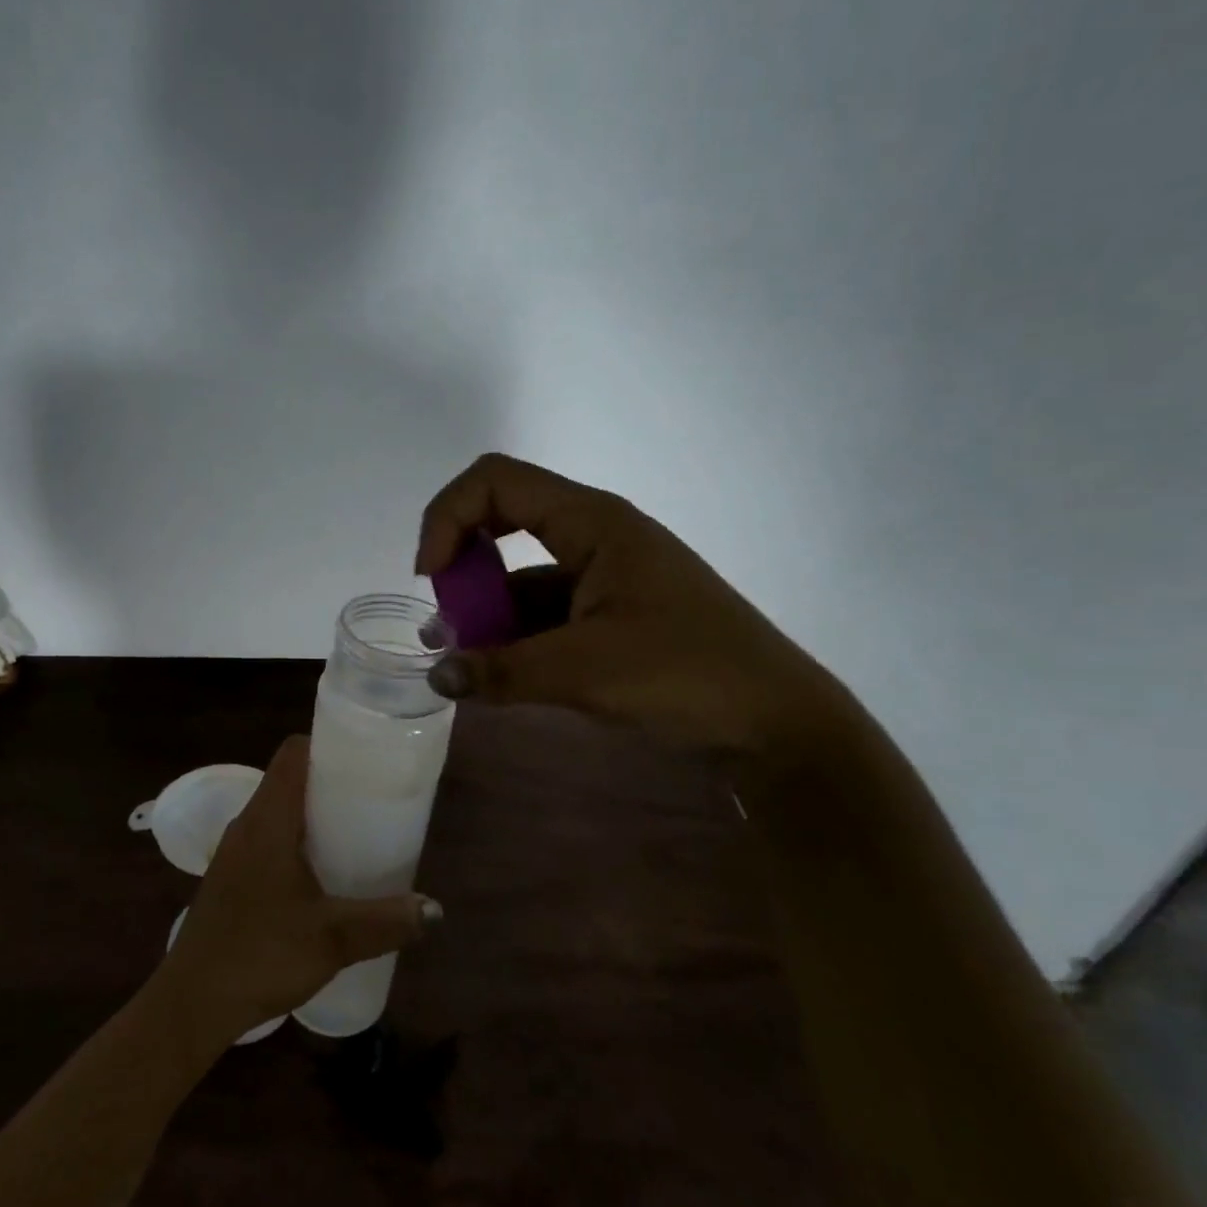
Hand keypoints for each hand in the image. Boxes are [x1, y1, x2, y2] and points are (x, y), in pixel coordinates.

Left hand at [157, 736, 441, 1042]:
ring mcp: (235, 851)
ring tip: (358, 830)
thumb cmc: (260, 955)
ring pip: (279, 810)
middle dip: (332, 780)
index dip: (328, 744)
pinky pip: (269, 837)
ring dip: (315, 812)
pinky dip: (298, 838)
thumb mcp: (332, 938)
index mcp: (267, 820)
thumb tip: (434, 910)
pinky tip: (324, 872)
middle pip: (289, 778)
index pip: (293, 753)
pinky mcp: (232, 877)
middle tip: (375, 797)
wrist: (192, 1004)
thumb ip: (386, 921)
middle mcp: (247, 824)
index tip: (366, 757)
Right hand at [415, 454, 850, 760]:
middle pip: (503, 520)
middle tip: (445, 620)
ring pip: (521, 574)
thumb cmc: (686, 675)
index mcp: (593, 523)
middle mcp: (595, 537)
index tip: (432, 578)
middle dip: (462, 564)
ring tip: (459, 662)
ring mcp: (604, 577)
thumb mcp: (584, 671)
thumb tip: (436, 675)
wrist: (775, 724)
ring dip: (484, 610)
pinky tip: (495, 673)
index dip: (448, 517)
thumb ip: (501, 670)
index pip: (495, 482)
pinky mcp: (610, 615)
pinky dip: (513, 636)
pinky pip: (544, 612)